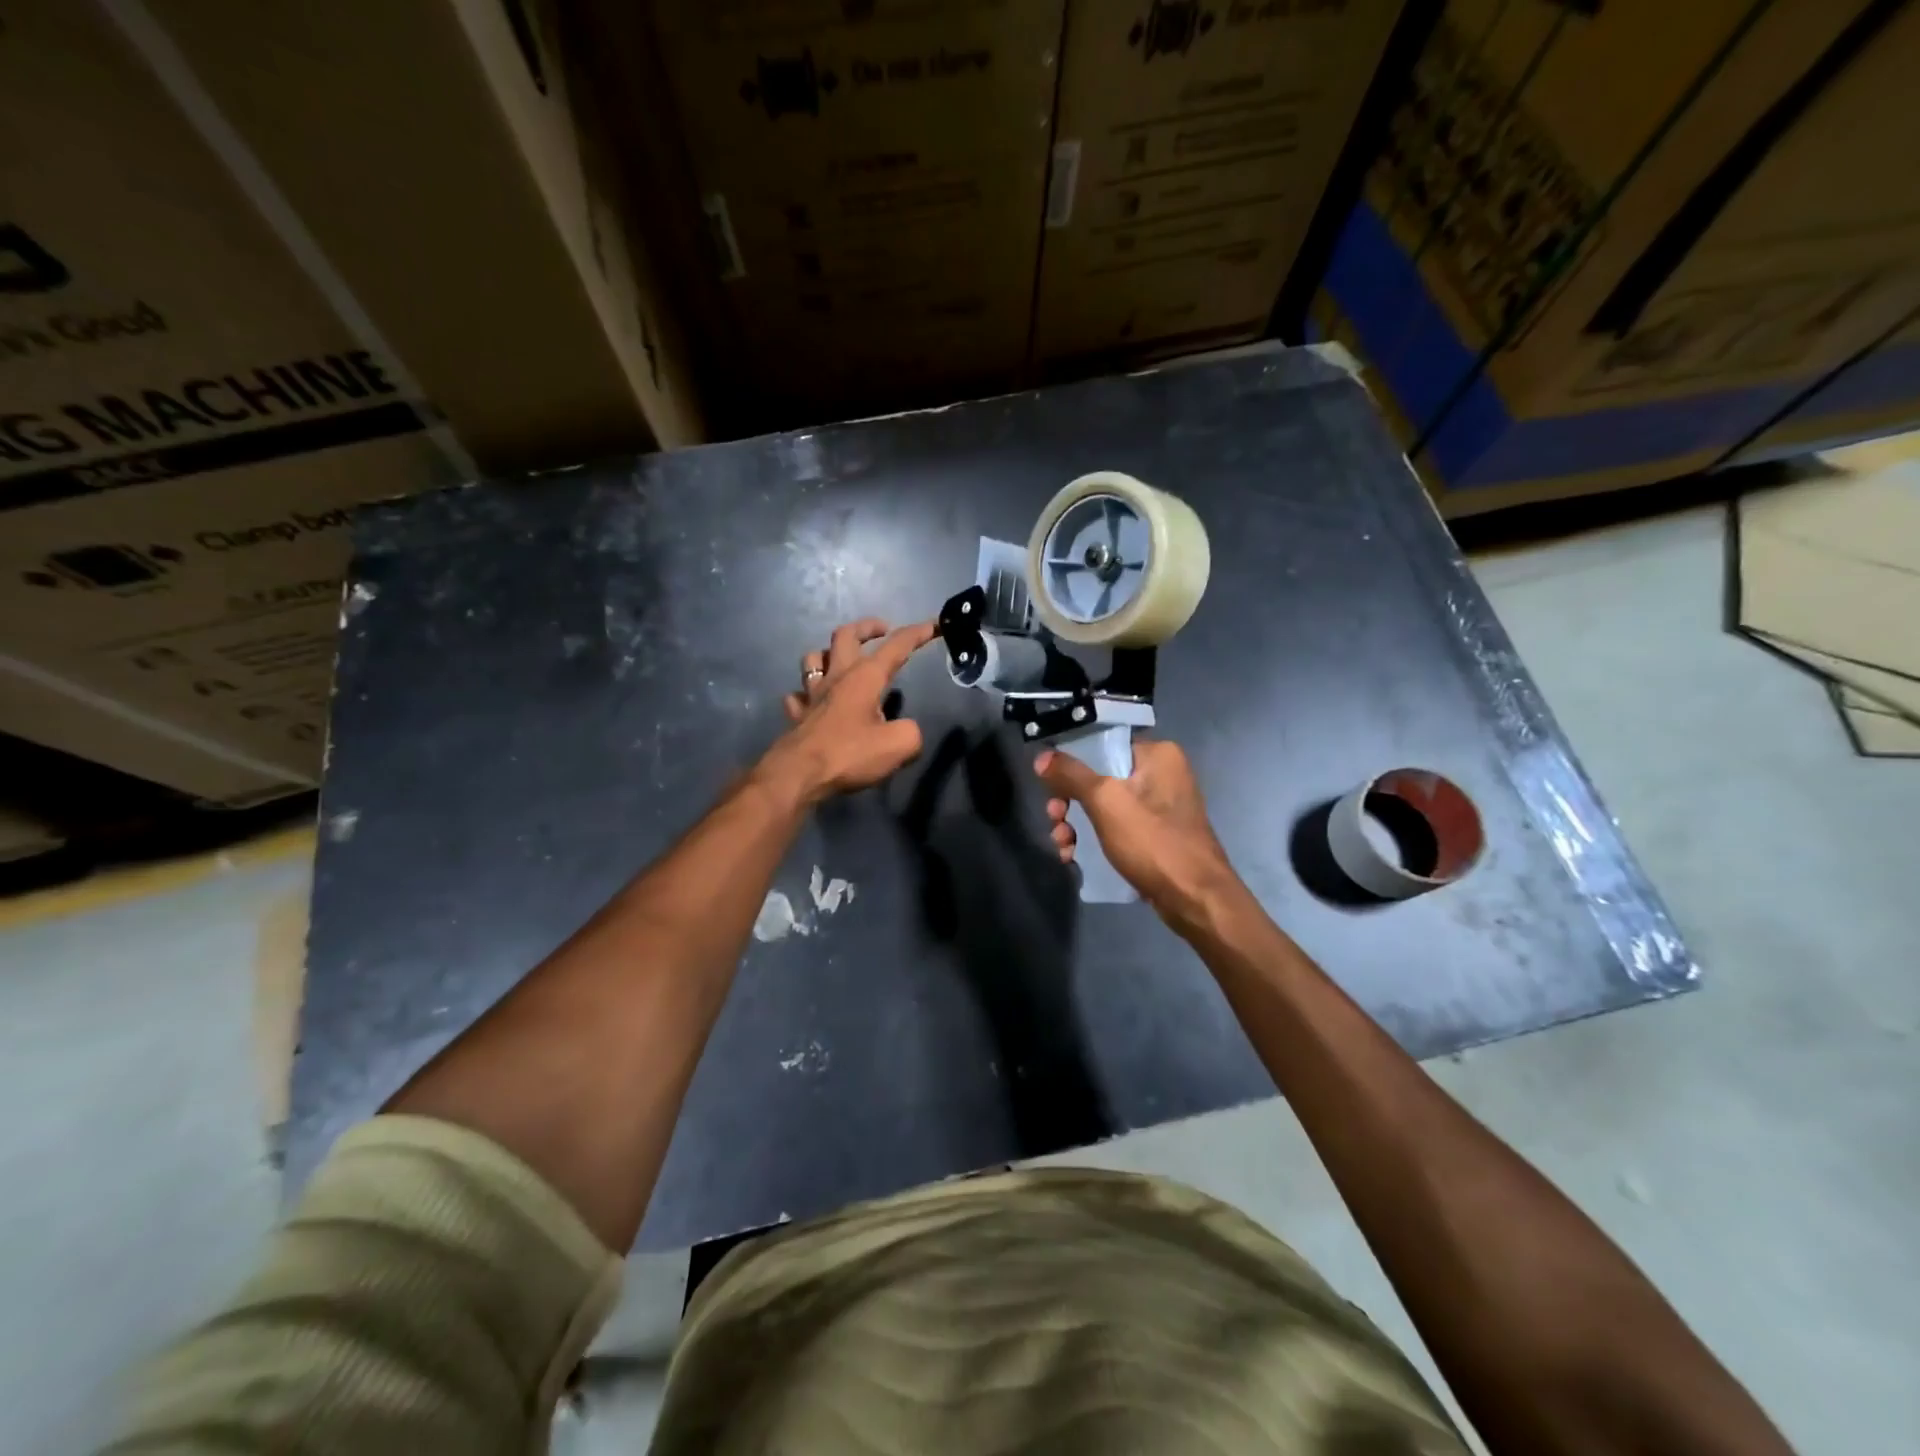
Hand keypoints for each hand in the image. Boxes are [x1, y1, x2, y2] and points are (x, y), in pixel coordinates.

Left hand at [758, 617, 936, 805]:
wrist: (799, 775)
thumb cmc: (850, 754)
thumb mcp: (899, 745)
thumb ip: (912, 732)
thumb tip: (907, 731)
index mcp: (865, 677)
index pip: (896, 646)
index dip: (918, 633)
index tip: (935, 625)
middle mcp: (837, 677)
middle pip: (846, 635)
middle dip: (867, 626)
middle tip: (882, 629)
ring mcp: (812, 694)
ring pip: (814, 658)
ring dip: (830, 652)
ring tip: (843, 659)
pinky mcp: (797, 715)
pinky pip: (798, 695)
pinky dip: (806, 693)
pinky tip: (813, 700)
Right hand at [1035, 738, 1240, 925]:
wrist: (1195, 898)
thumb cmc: (1152, 841)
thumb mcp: (1105, 802)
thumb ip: (1071, 775)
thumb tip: (1042, 758)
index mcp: (1158, 755)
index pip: (1104, 744)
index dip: (1071, 761)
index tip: (1049, 782)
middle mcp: (1162, 774)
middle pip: (1099, 777)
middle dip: (1069, 800)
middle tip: (1054, 818)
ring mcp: (1160, 808)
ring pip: (1104, 806)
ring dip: (1076, 824)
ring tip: (1062, 844)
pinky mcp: (1156, 836)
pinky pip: (1116, 828)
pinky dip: (1094, 839)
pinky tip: (1074, 856)